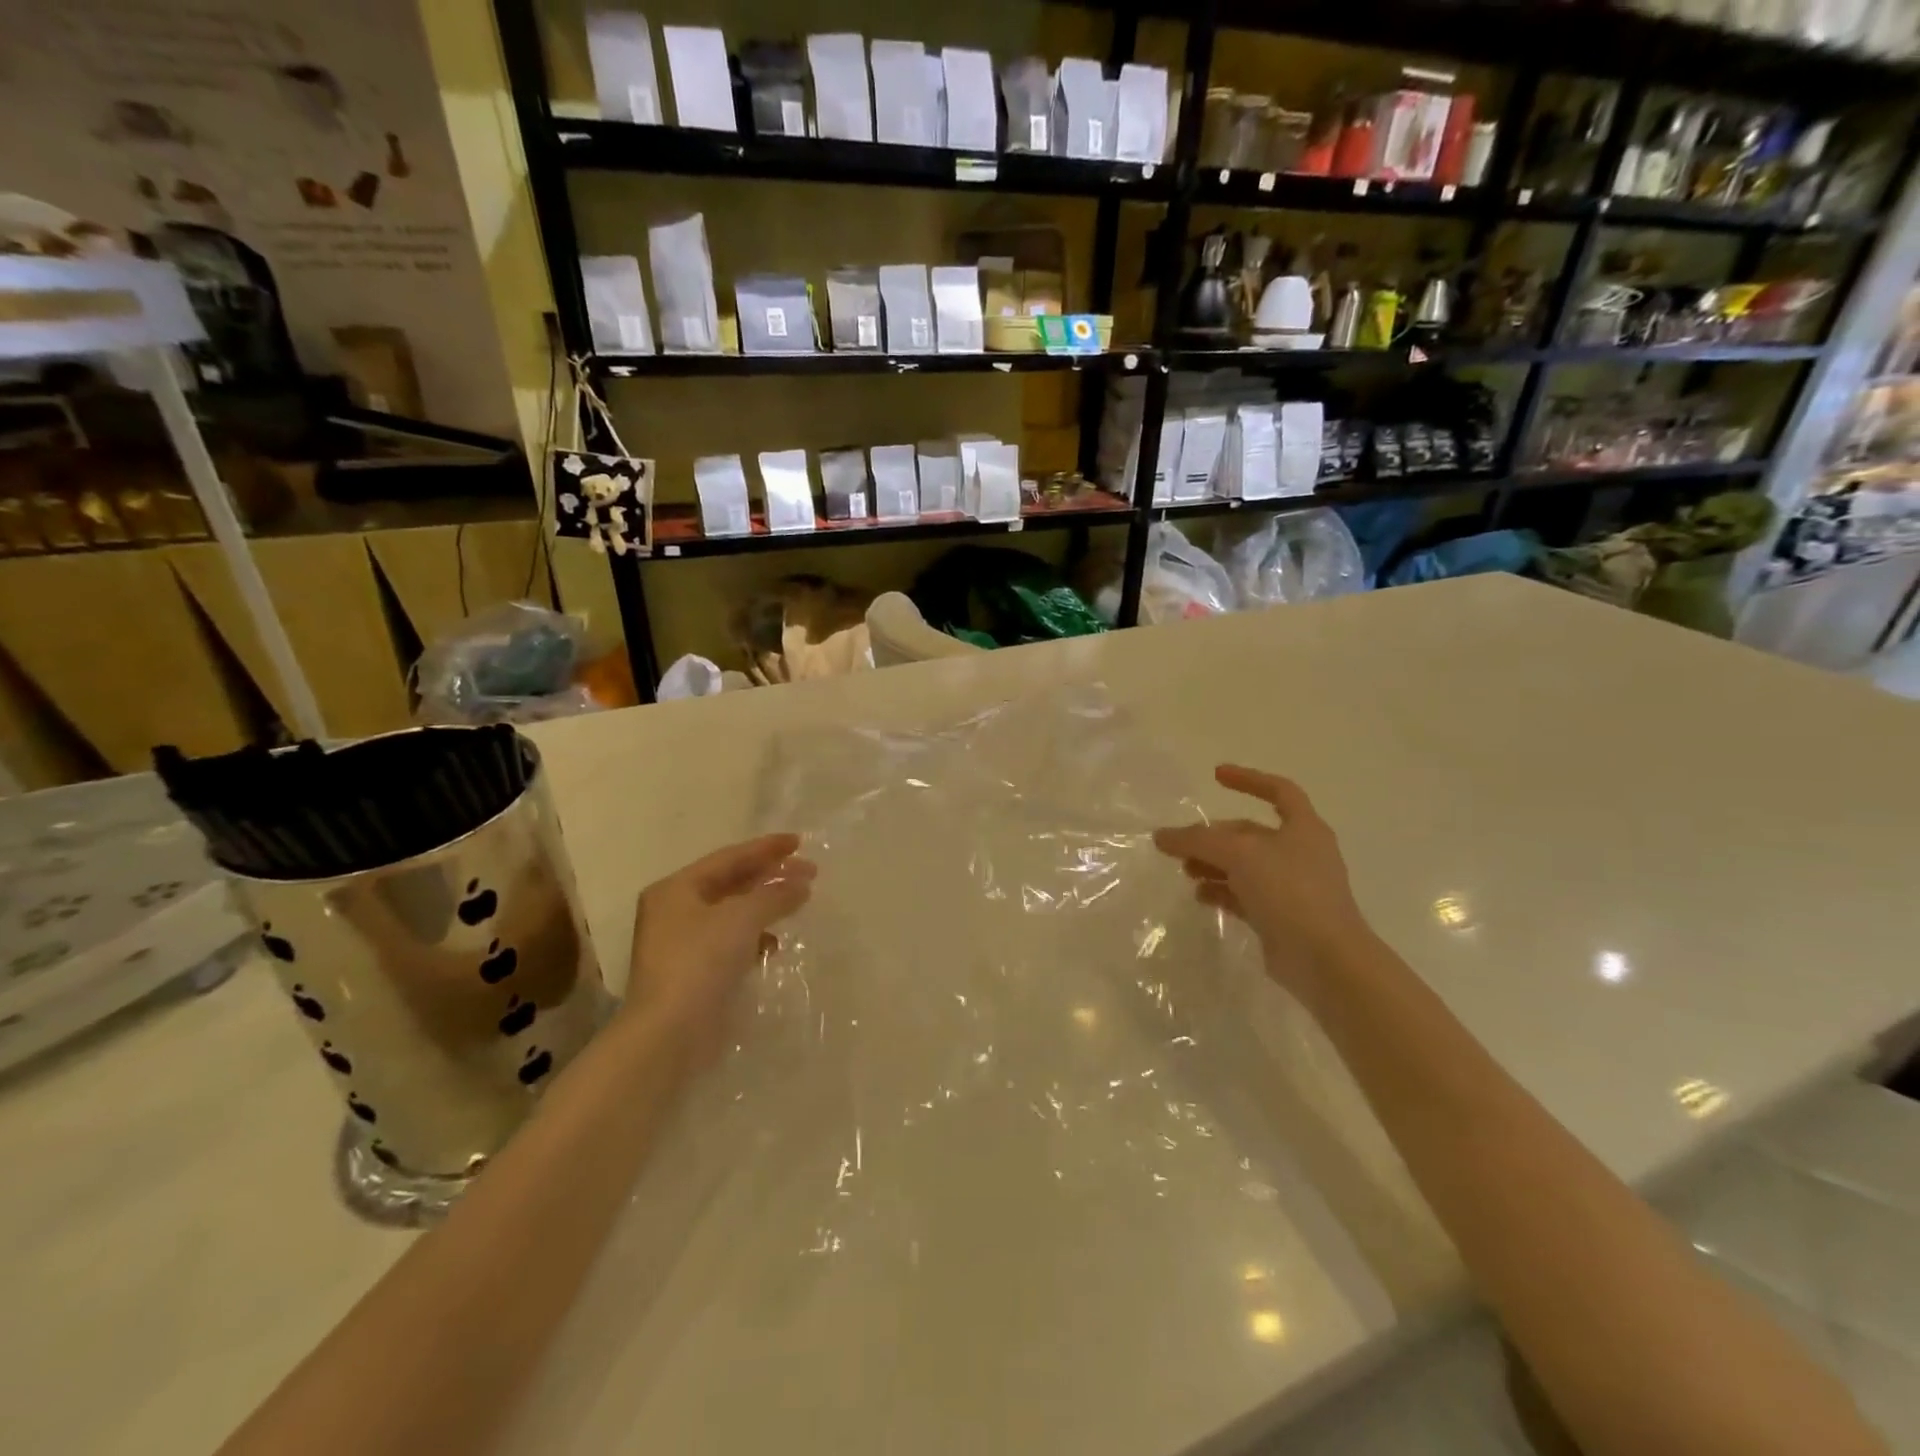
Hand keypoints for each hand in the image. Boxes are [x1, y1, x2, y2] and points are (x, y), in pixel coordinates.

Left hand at [624, 834, 815, 1052]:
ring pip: (734, 913)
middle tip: (809, 872)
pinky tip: (775, 945)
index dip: (766, 848)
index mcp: (677, 889)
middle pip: (731, 883)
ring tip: (799, 902)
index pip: (728, 857)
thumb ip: (774, 895)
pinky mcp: (696, 973)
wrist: (669, 1034)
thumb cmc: (700, 962)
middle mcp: (676, 911)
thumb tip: (801, 883)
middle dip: (770, 876)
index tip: (800, 842)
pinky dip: (755, 938)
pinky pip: (732, 942)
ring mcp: (684, 944)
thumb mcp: (741, 918)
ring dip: (766, 906)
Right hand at [1153, 765, 1370, 998]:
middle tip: (1182, 844)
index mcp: (1303, 828)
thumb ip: (1197, 840)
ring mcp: (1293, 887)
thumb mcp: (1239, 855)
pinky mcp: (1282, 917)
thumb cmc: (1289, 892)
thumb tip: (1162, 836)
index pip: (1279, 790)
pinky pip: (1245, 895)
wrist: (1325, 960)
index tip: (1216, 775)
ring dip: (1214, 864)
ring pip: (1245, 866)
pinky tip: (1201, 896)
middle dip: (1214, 835)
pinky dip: (1222, 892)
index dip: (1248, 779)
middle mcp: (1301, 853)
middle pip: (1250, 833)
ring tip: (1186, 872)